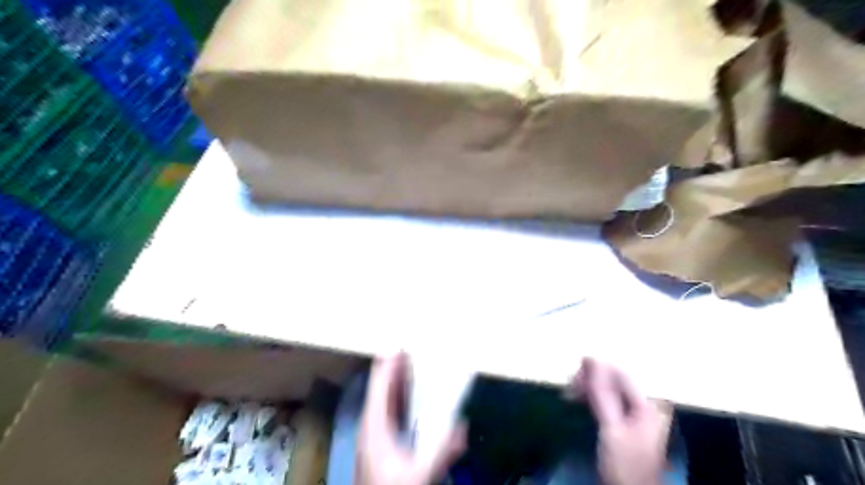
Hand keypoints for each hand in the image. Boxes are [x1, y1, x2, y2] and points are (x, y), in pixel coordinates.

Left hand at [357, 352, 465, 483]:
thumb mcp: (419, 473)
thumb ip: (442, 450)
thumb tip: (461, 426)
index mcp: (375, 427)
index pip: (380, 387)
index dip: (388, 364)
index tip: (397, 344)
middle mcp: (371, 426)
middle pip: (381, 389)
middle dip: (393, 368)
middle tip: (408, 347)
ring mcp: (373, 434)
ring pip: (384, 399)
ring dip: (396, 381)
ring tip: (409, 363)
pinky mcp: (379, 442)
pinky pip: (388, 410)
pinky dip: (398, 397)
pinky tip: (409, 394)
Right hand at [573, 359, 670, 484]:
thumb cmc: (623, 463)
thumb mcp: (611, 428)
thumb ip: (602, 393)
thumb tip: (591, 359)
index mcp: (649, 403)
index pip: (621, 373)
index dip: (598, 367)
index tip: (576, 370)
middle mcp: (644, 402)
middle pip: (614, 379)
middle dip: (591, 379)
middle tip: (570, 385)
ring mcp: (634, 410)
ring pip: (607, 387)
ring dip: (587, 387)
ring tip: (570, 392)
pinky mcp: (623, 417)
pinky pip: (605, 397)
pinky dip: (590, 396)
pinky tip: (577, 397)